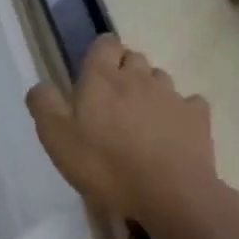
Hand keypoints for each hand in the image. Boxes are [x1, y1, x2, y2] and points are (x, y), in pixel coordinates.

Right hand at [26, 35, 218, 222]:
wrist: (170, 195)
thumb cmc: (105, 165)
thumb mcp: (57, 138)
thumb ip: (44, 104)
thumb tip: (41, 86)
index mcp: (102, 77)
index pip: (105, 43)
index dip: (100, 54)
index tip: (92, 75)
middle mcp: (139, 77)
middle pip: (133, 58)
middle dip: (124, 71)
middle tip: (112, 102)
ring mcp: (172, 95)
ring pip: (160, 79)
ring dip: (149, 90)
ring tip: (141, 119)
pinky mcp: (197, 118)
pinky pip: (188, 104)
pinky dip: (179, 112)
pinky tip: (172, 131)